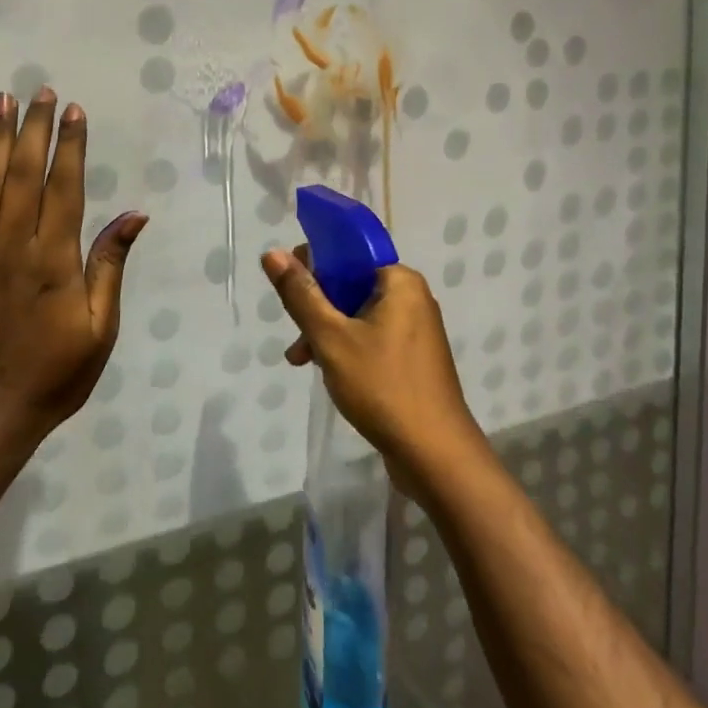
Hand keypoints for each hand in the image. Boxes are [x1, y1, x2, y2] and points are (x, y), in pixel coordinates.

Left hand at [0, 89, 146, 446]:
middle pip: (24, 173)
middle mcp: (13, 244)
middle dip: (35, 128)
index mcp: (52, 259)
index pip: (63, 187)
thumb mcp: (100, 328)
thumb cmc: (53, 373)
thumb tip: (134, 216)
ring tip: (5, 101)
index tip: (75, 111)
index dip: (70, 146)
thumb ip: (110, 266)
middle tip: (42, 91)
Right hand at [261, 248, 485, 496]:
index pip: (350, 252)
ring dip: (328, 332)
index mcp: (399, 281)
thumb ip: (301, 295)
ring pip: (359, 315)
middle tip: (296, 335)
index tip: (289, 287)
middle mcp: (412, 298)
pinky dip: (348, 348)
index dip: (316, 263)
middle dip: (318, 307)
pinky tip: (327, 372)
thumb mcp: (331, 338)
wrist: (434, 455)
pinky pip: (373, 338)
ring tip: (301, 360)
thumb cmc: (382, 386)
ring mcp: (416, 330)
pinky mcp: (413, 359)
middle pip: (352, 285)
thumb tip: (273, 253)